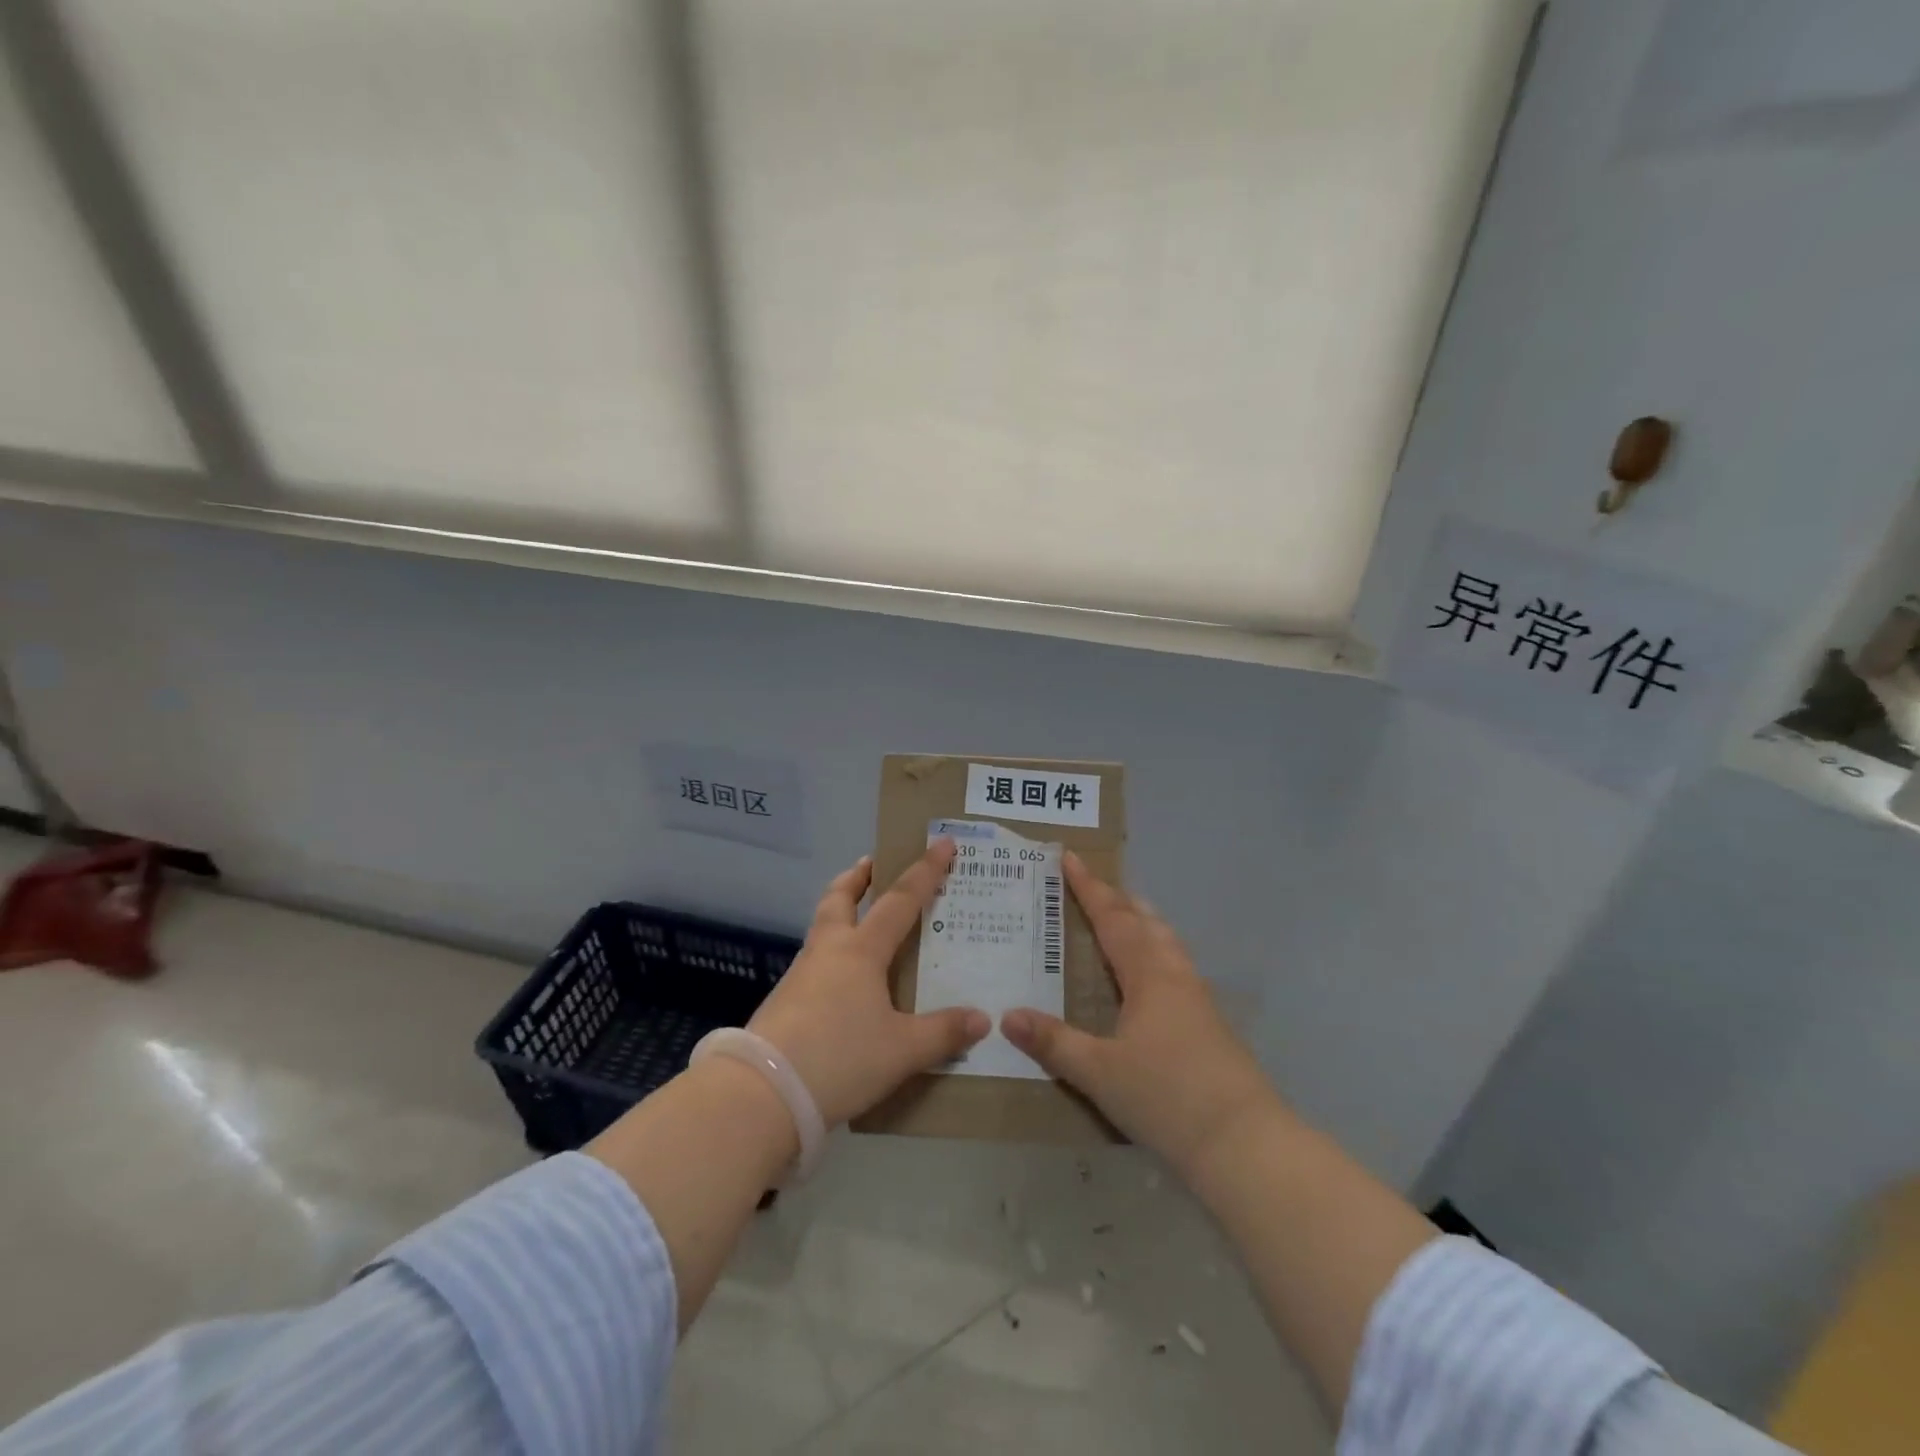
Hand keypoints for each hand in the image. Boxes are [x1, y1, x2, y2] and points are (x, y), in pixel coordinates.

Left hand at [747, 840, 990, 1126]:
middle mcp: (829, 951)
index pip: (900, 900)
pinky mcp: (784, 1002)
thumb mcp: (902, 1050)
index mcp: (861, 951)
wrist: (763, 1093)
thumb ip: (943, 1033)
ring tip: (860, 921)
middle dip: (858, 877)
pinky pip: (814, 962)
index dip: (924, 871)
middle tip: (871, 864)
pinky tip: (842, 980)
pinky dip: (832, 953)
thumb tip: (983, 1018)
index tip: (941, 843)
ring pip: (822, 928)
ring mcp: (801, 975)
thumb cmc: (840, 1057)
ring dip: (841, 912)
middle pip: (840, 898)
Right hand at [1002, 852, 1278, 1175]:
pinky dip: (1155, 950)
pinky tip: (1151, 975)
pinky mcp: (1210, 1022)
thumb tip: (1007, 1015)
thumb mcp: (1098, 1072)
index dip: (1089, 888)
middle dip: (1116, 899)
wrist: (1244, 1142)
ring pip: (1166, 942)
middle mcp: (1174, 975)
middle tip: (1092, 885)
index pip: (1112, 919)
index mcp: (1148, 975)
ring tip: (1124, 916)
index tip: (1070, 858)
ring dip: (1141, 921)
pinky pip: (1175, 966)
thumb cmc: (1166, 1097)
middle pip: (1144, 922)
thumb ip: (1053, 1043)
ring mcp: (1198, 998)